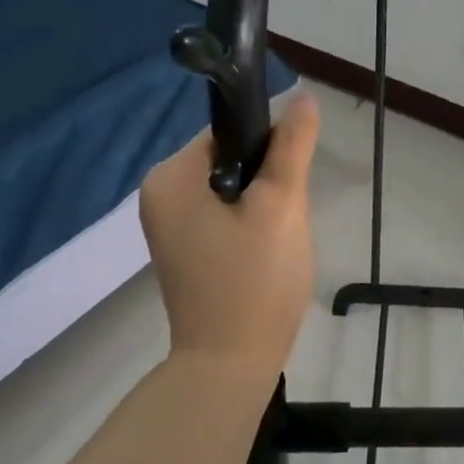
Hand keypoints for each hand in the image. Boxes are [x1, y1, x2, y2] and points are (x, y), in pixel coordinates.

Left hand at [140, 93, 320, 374]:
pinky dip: (249, 219)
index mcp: (170, 176)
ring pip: (233, 185)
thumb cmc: (254, 280)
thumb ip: (292, 145)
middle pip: (231, 157)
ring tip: (278, 234)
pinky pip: (224, 211)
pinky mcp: (184, 247)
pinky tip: (265, 248)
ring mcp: (169, 224)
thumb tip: (303, 96)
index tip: (292, 177)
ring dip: (263, 200)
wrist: (230, 367)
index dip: (269, 145)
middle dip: (267, 177)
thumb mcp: (281, 203)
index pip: (230, 131)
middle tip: (286, 213)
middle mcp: (160, 194)